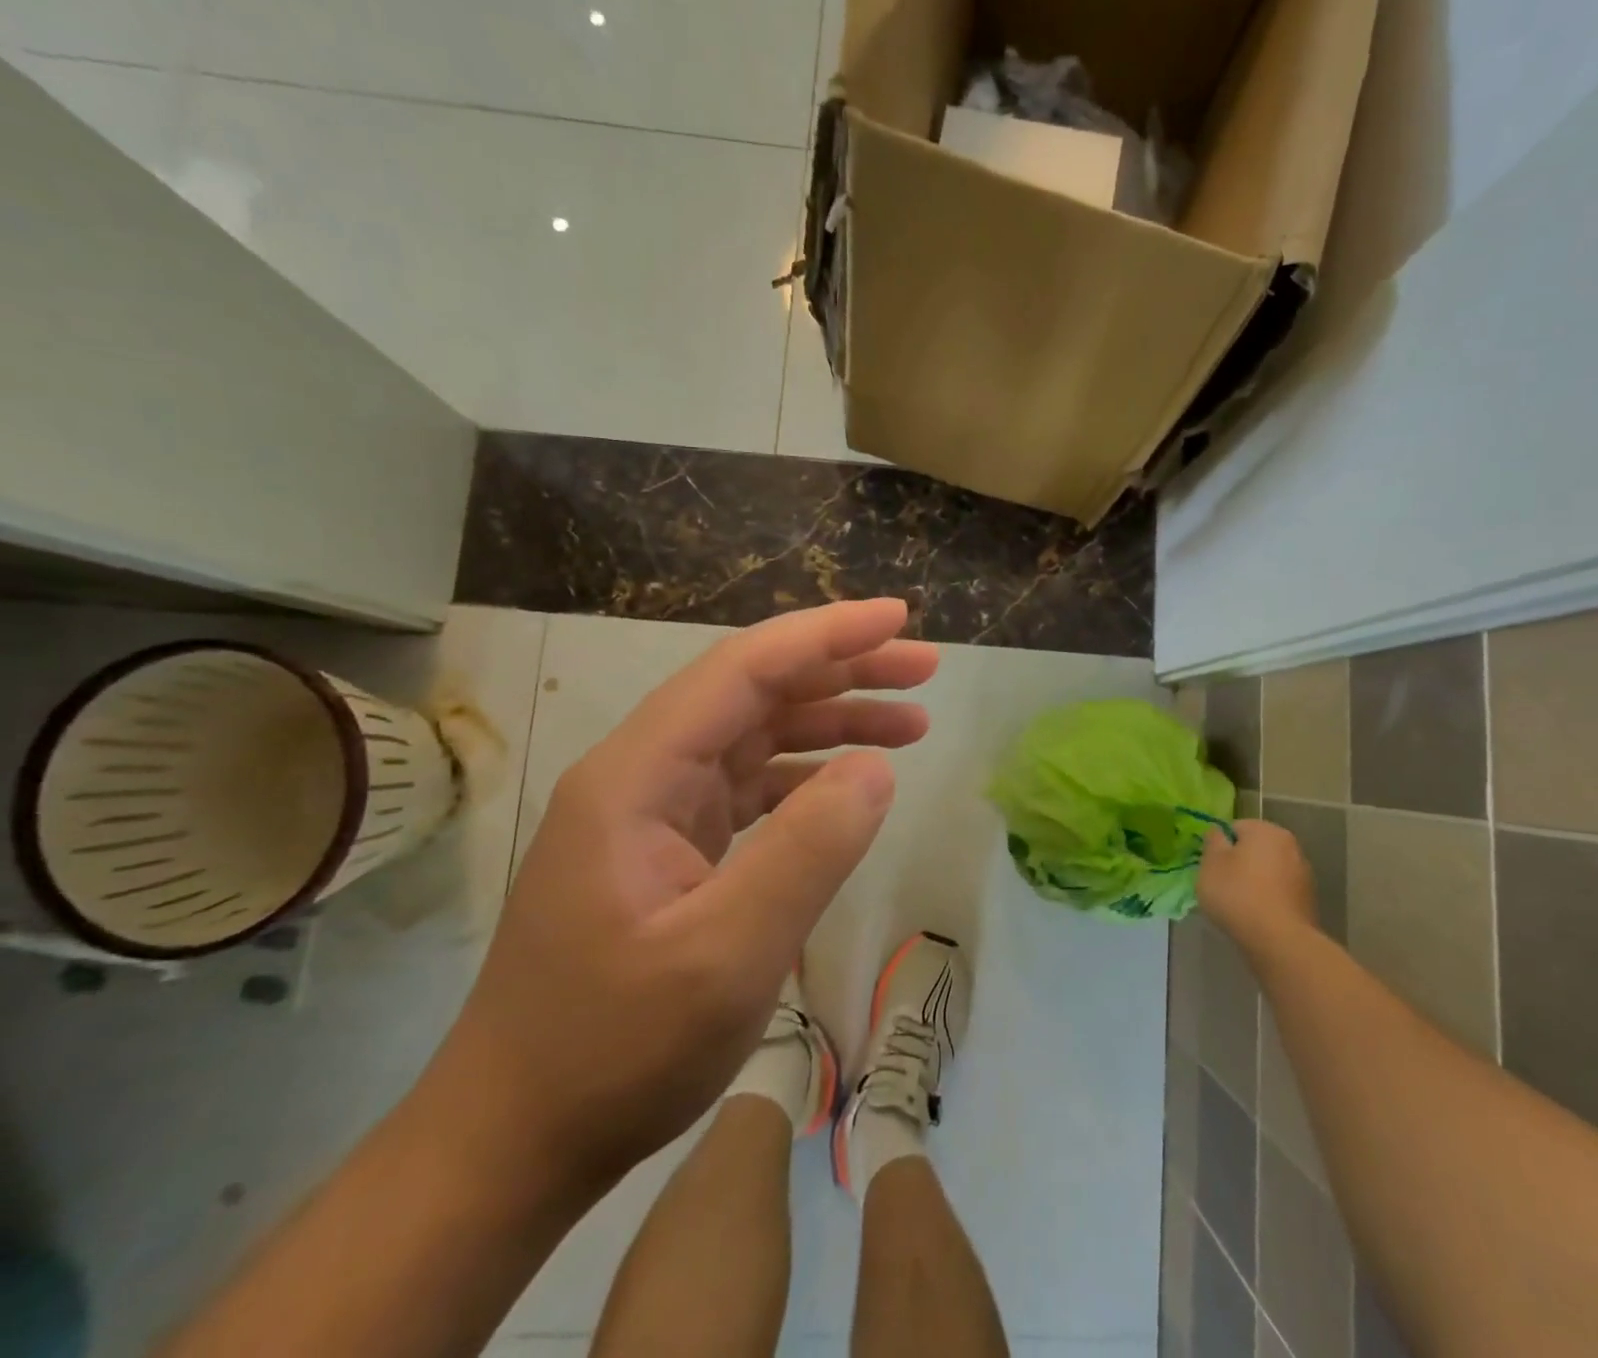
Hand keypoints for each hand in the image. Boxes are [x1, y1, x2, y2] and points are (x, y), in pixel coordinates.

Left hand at [426, 599, 938, 1192]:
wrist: (514, 1138)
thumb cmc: (612, 1051)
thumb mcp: (727, 956)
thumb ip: (807, 851)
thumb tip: (876, 769)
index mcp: (638, 776)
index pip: (744, 670)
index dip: (826, 635)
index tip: (898, 618)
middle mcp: (643, 774)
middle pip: (754, 691)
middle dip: (842, 669)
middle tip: (922, 667)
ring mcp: (655, 811)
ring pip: (757, 736)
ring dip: (832, 721)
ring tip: (912, 721)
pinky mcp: (670, 848)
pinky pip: (750, 787)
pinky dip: (807, 776)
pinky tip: (851, 784)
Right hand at [1196, 819, 1318, 953]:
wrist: (1279, 941)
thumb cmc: (1238, 894)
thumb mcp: (1211, 863)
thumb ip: (1212, 841)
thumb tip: (1219, 833)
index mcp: (1266, 830)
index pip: (1235, 828)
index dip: (1220, 846)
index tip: (1212, 867)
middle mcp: (1290, 845)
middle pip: (1255, 848)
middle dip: (1239, 862)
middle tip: (1222, 884)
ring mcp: (1303, 874)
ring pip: (1268, 871)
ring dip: (1255, 880)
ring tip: (1239, 904)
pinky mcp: (1309, 900)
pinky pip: (1279, 892)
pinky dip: (1268, 898)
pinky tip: (1257, 916)